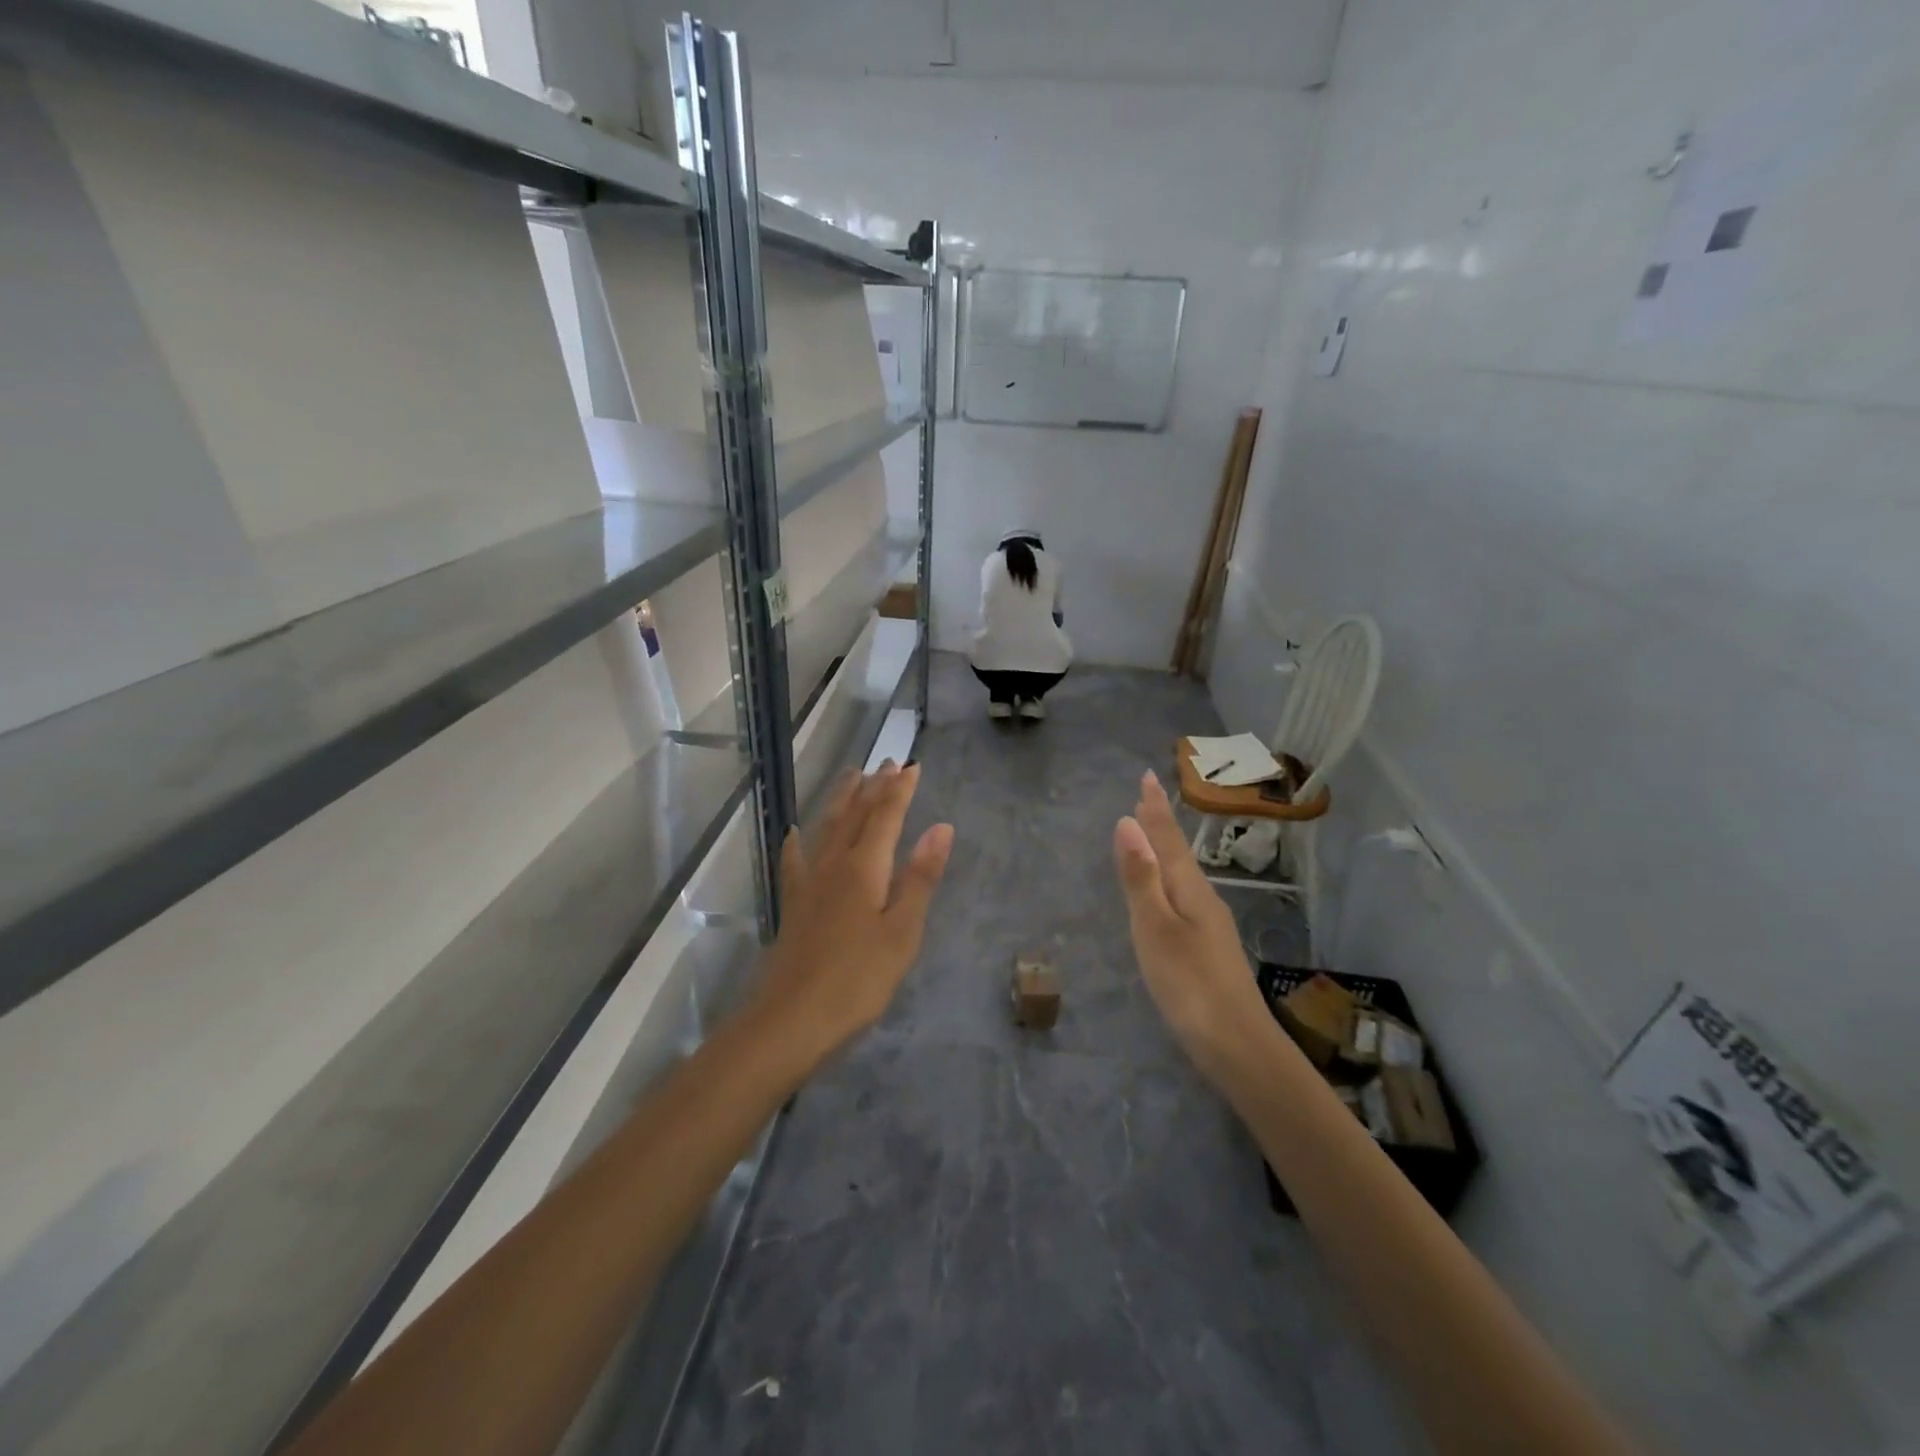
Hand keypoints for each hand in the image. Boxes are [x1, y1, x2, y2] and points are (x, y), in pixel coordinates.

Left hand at [751, 764, 953, 1066]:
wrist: (791, 1019)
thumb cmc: (858, 979)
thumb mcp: (902, 931)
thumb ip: (920, 877)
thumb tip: (941, 827)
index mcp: (865, 868)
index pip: (886, 816)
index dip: (900, 789)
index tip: (912, 765)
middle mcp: (834, 864)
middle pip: (854, 814)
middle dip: (873, 786)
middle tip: (887, 762)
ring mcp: (809, 883)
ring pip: (826, 828)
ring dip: (841, 799)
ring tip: (851, 776)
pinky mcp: (793, 904)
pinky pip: (795, 860)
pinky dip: (798, 841)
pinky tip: (795, 832)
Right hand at [1113, 770, 1272, 1083]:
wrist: (1238, 1047)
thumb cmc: (1189, 984)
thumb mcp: (1155, 928)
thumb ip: (1141, 877)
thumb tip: (1126, 822)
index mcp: (1189, 890)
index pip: (1168, 839)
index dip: (1154, 809)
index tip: (1147, 777)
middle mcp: (1203, 900)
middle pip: (1179, 853)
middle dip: (1162, 825)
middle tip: (1148, 799)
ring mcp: (1210, 926)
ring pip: (1184, 876)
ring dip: (1167, 851)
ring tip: (1154, 837)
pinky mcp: (1209, 949)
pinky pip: (1185, 897)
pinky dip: (1170, 881)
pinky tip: (1169, 896)